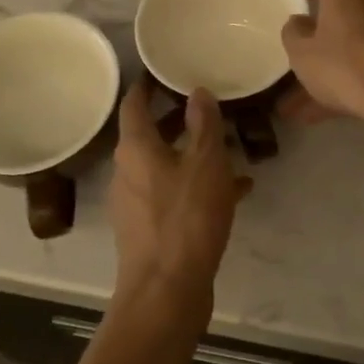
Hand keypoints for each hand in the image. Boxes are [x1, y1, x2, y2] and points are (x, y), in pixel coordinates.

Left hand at [108, 80, 248, 326]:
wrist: (166, 292)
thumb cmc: (186, 218)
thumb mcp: (206, 163)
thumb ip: (204, 124)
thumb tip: (198, 91)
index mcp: (135, 149)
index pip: (133, 105)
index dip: (146, 86)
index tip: (161, 71)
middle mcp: (128, 172)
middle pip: (149, 136)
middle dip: (176, 120)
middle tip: (205, 106)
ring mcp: (135, 204)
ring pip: (165, 167)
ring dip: (192, 155)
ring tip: (229, 149)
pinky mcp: (148, 230)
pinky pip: (174, 196)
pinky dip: (197, 187)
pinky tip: (235, 192)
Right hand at [279, 0, 363, 132]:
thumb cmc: (347, 66)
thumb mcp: (302, 53)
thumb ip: (293, 32)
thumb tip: (299, 20)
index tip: (281, 18)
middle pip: (333, 12)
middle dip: (312, 40)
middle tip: (293, 61)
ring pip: (350, 42)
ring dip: (328, 68)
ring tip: (299, 107)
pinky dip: (349, 78)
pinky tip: (325, 111)